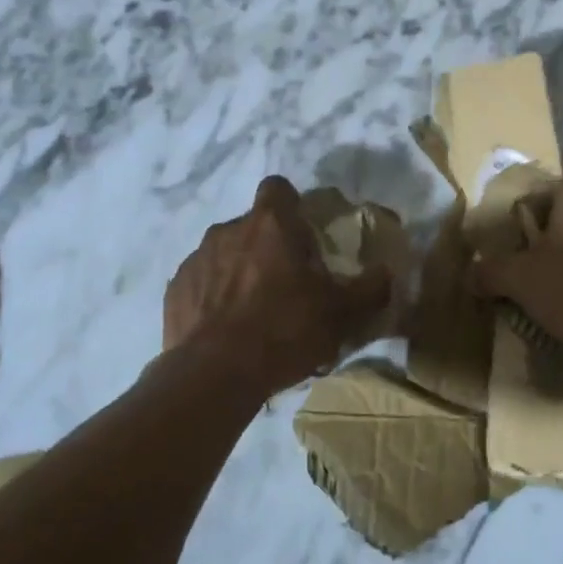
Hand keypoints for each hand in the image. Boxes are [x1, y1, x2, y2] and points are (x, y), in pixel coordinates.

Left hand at [165, 176, 390, 394]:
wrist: (214, 376)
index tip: (304, 234)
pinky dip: (214, 298)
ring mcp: (196, 259)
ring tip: (255, 312)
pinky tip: (226, 330)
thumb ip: (370, 288)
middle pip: (254, 225)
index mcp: (271, 225)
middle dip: (269, 246)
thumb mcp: (342, 313)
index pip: (278, 187)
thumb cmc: (285, 331)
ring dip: (240, 271)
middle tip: (288, 284)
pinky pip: (201, 283)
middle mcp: (228, 230)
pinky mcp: (174, 290)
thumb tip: (387, 273)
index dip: (292, 205)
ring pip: (225, 253)